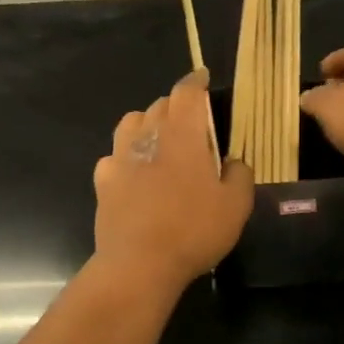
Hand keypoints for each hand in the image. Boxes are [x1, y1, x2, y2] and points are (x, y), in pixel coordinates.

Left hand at [94, 71, 253, 290]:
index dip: (195, 81)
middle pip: (159, 105)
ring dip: (147, 123)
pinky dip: (126, 156)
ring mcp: (120, 157)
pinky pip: (114, 156)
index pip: (186, 92)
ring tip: (159, 140)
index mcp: (183, 135)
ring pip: (131, 123)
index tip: (202, 79)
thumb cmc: (193, 231)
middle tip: (191, 121)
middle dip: (176, 105)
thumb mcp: (236, 206)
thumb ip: (239, 174)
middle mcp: (148, 137)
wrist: (139, 264)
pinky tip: (135, 174)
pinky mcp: (103, 181)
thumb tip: (233, 161)